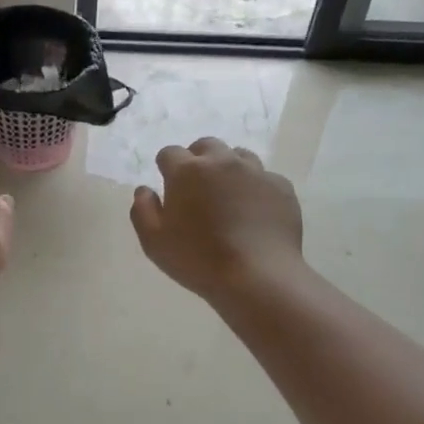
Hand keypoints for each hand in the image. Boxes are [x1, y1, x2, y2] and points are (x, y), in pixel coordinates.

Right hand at [131, 138, 303, 303]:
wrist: (258, 277)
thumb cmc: (198, 260)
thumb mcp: (154, 242)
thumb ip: (142, 210)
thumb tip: (144, 190)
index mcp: (187, 171)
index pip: (169, 153)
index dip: (166, 168)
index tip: (169, 187)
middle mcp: (222, 162)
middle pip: (206, 146)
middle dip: (198, 160)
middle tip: (197, 188)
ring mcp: (255, 172)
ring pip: (238, 156)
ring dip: (228, 168)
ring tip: (227, 196)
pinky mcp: (281, 187)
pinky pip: (264, 177)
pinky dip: (255, 187)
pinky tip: (253, 211)